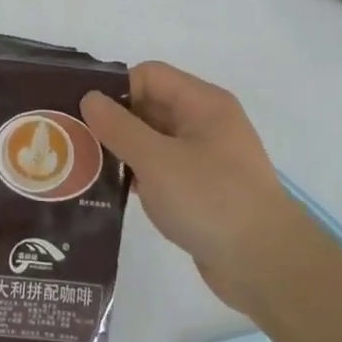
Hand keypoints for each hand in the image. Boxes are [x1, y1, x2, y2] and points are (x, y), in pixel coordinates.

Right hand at [81, 61, 300, 313]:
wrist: (267, 266)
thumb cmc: (211, 200)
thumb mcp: (157, 160)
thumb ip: (119, 126)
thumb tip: (90, 98)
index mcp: (202, 103)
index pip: (149, 76)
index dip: (116, 90)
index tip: (85, 116)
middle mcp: (205, 123)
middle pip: (149, 106)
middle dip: (114, 121)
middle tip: (75, 141)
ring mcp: (206, 158)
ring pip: (153, 140)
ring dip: (123, 151)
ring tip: (85, 168)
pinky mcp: (202, 190)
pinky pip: (162, 169)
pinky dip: (138, 175)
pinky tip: (111, 192)